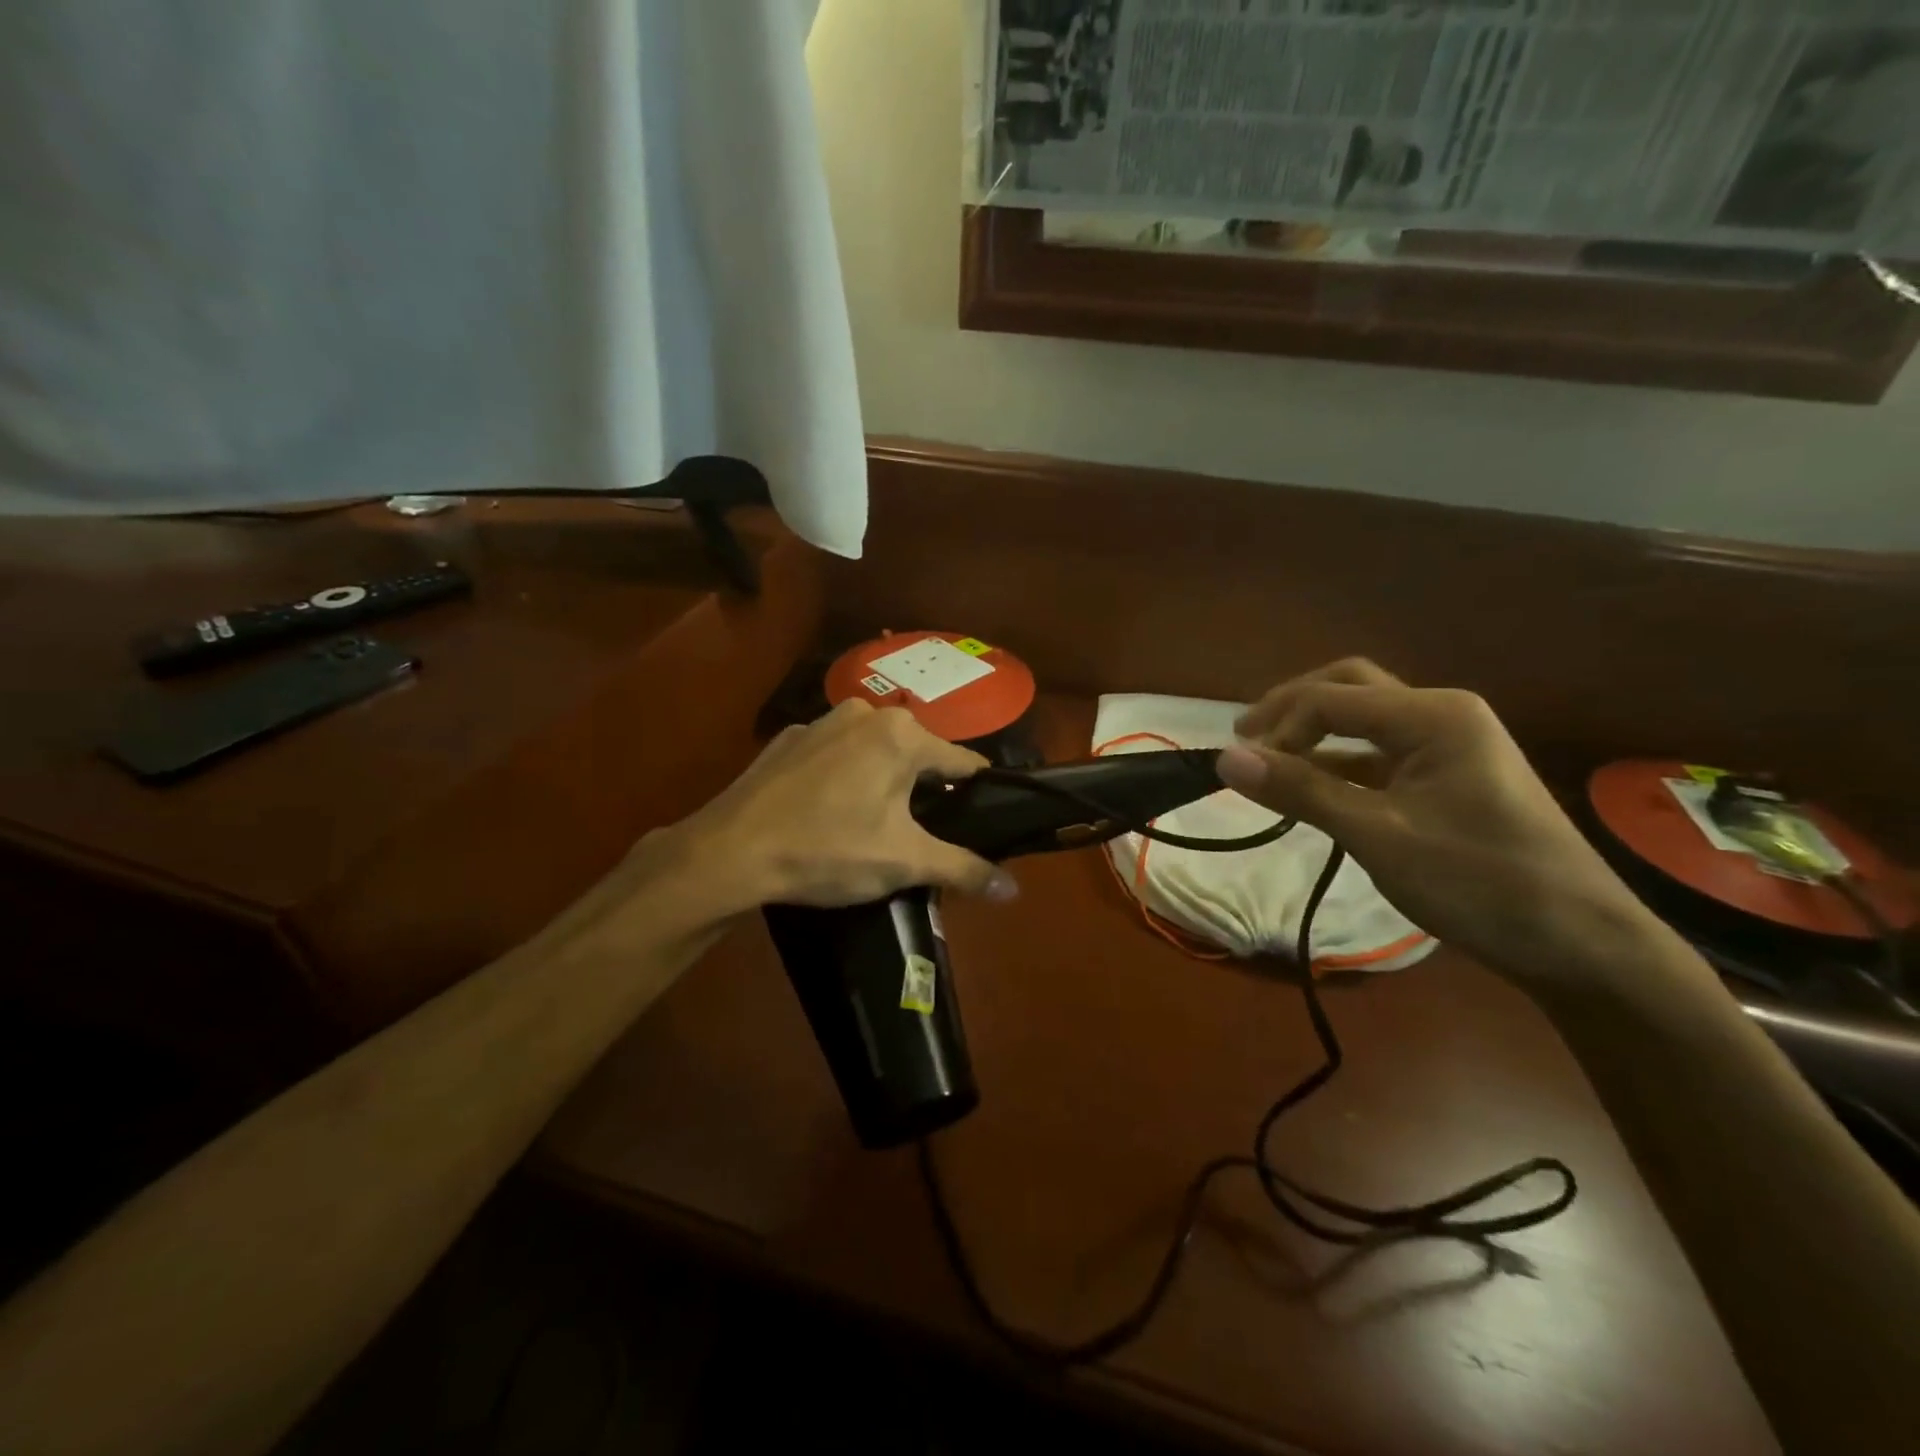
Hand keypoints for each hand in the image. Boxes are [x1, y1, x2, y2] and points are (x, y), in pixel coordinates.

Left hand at [673, 700, 1019, 911]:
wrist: (730, 851)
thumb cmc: (828, 850)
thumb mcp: (903, 862)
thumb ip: (963, 869)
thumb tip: (1013, 892)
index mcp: (902, 736)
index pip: (962, 763)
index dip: (975, 795)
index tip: (978, 821)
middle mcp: (867, 713)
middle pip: (917, 754)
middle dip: (924, 790)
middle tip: (919, 834)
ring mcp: (822, 721)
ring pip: (874, 751)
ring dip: (884, 780)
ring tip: (874, 824)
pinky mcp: (789, 738)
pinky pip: (836, 754)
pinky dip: (844, 775)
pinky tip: (828, 811)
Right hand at [1216, 659, 1666, 986]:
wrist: (1581, 945)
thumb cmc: (1480, 882)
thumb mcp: (1378, 835)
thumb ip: (1300, 791)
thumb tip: (1225, 759)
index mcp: (1433, 715)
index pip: (1330, 699)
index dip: (1277, 728)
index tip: (1241, 769)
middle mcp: (1441, 715)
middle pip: (1348, 689)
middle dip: (1292, 708)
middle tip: (1246, 738)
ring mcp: (1447, 746)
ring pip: (1362, 720)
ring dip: (1313, 735)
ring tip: (1267, 761)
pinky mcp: (1446, 778)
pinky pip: (1377, 755)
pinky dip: (1337, 763)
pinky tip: (1311, 787)